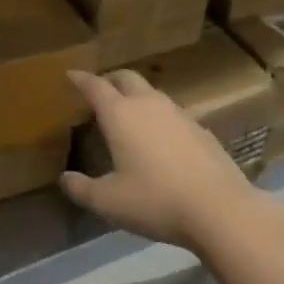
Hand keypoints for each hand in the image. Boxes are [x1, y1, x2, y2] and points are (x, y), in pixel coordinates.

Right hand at [59, 68, 266, 248]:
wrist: (220, 208)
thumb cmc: (155, 201)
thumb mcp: (109, 202)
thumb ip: (81, 189)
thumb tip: (64, 178)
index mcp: (121, 115)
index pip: (95, 86)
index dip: (80, 79)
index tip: (71, 74)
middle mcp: (149, 105)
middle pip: (127, 78)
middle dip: (110, 80)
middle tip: (100, 91)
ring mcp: (179, 114)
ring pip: (152, 94)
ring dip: (137, 97)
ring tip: (128, 114)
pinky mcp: (201, 129)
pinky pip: (173, 114)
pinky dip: (159, 117)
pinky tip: (161, 139)